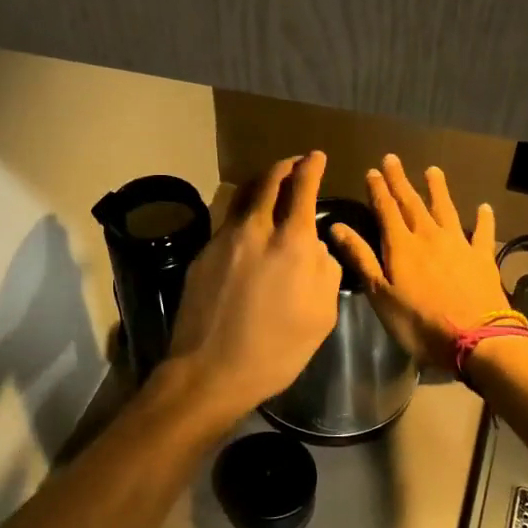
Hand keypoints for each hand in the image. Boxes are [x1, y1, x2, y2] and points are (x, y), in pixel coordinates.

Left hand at [163, 151, 341, 415]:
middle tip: (294, 164)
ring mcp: (223, 240)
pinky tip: (248, 229)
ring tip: (271, 186)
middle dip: (284, 167)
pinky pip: (227, 223)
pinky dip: (243, 214)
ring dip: (260, 185)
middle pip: (268, 181)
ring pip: (242, 197)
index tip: (316, 157)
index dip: (311, 167)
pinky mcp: (202, 255)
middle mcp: (255, 230)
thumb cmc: (276, 350)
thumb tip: (314, 246)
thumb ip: (324, 270)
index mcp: (291, 242)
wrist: (209, 370)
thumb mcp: (322, 315)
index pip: (302, 188)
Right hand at [328, 156, 509, 368]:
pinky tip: (484, 207)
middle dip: (401, 181)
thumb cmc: (418, 321)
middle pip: (412, 203)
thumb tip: (337, 226)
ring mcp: (459, 244)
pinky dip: (483, 219)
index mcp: (401, 245)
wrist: (475, 338)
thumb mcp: (380, 294)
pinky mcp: (482, 258)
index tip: (372, 171)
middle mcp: (429, 236)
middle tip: (393, 159)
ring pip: (446, 209)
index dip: (378, 190)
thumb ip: (361, 258)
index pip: (386, 210)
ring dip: (438, 189)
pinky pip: (483, 233)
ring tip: (432, 171)